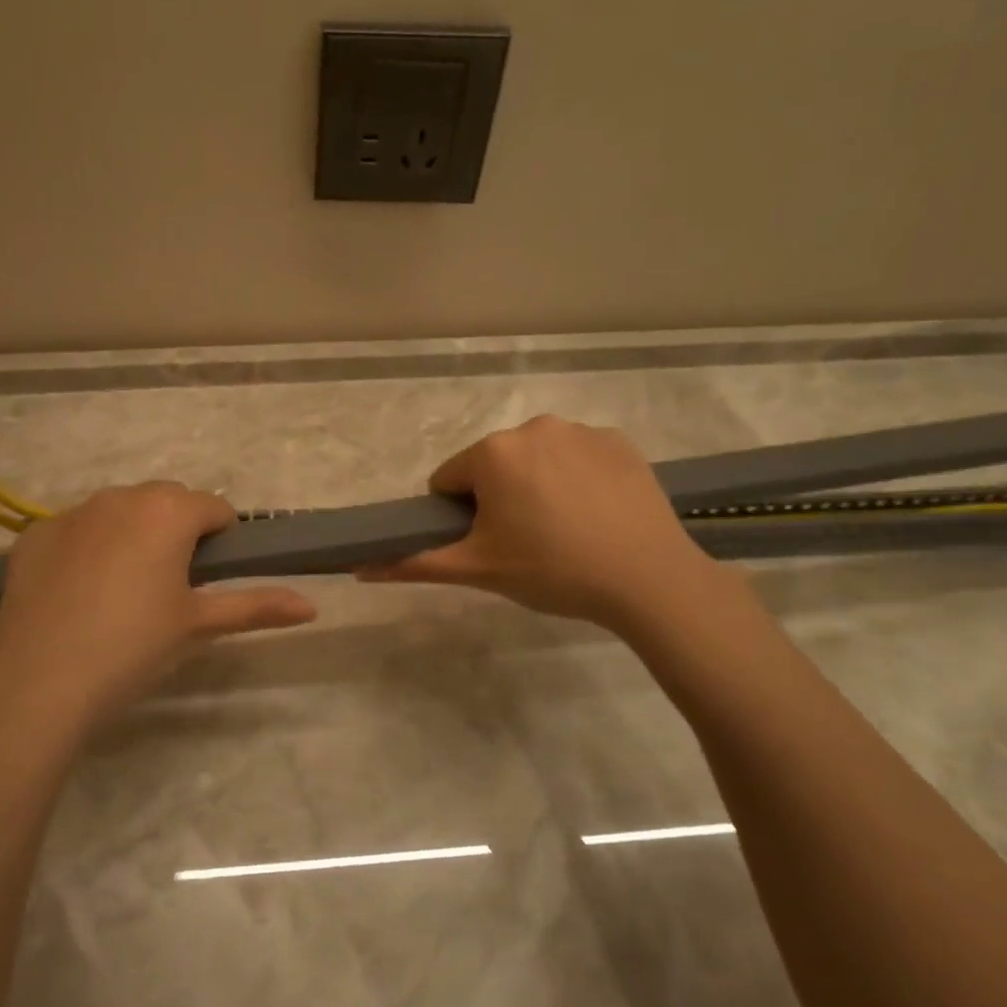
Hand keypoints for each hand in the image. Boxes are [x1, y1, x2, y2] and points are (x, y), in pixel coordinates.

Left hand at [0, 483, 316, 728]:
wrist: (39, 681)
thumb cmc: (133, 648)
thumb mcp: (199, 625)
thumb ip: (257, 606)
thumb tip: (312, 606)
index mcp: (168, 511)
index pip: (215, 509)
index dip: (222, 540)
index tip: (210, 578)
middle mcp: (121, 496)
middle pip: (167, 501)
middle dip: (176, 531)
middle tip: (170, 586)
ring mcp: (72, 511)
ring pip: (119, 510)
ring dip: (132, 533)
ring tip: (122, 589)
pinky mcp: (35, 533)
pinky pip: (76, 528)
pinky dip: (86, 547)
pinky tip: (78, 593)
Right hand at [360, 416, 716, 628]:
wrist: (649, 580)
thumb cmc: (551, 571)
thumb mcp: (476, 570)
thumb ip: (414, 564)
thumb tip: (357, 568)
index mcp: (492, 452)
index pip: (449, 480)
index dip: (460, 516)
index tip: (488, 544)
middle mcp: (533, 427)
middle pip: (493, 465)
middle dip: (498, 498)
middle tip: (525, 543)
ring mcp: (581, 430)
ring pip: (536, 459)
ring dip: (536, 486)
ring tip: (565, 532)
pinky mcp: (619, 442)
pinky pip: (578, 457)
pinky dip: (577, 480)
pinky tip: (596, 516)